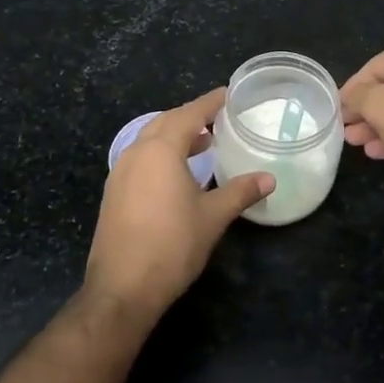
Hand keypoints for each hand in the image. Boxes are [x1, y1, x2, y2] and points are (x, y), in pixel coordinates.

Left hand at [85, 88, 272, 318]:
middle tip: (218, 119)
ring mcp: (120, 174)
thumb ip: (240, 192)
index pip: (188, 114)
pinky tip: (177, 174)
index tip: (228, 94)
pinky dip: (161, 155)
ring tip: (203, 144)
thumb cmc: (172, 245)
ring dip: (175, 137)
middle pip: (165, 122)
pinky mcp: (114, 194)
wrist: (123, 288)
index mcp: (160, 151)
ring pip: (149, 141)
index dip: (210, 102)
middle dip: (191, 117)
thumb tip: (269, 178)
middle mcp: (136, 154)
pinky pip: (140, 160)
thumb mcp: (213, 217)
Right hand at [340, 36, 383, 190]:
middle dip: (366, 111)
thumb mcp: (378, 105)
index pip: (375, 65)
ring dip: (379, 125)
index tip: (336, 109)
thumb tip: (348, 98)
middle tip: (346, 129)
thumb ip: (357, 97)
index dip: (352, 88)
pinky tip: (379, 152)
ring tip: (357, 143)